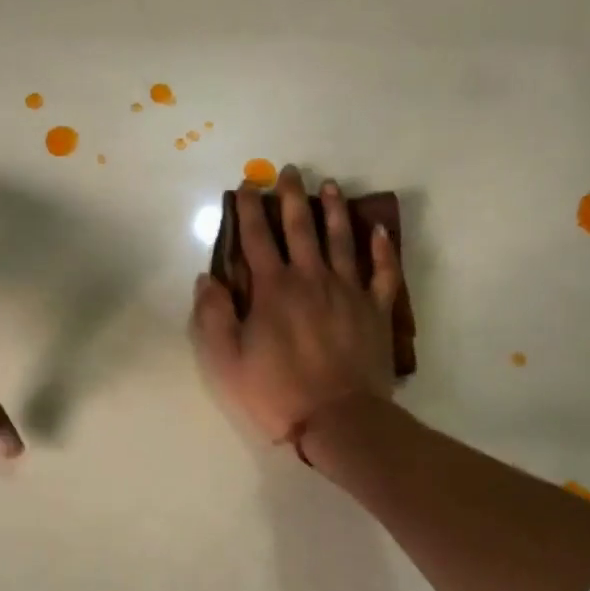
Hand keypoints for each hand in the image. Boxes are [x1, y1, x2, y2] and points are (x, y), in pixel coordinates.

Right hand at [190, 167, 401, 445]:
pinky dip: (381, 249)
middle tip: (288, 172)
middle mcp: (311, 279)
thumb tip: (207, 278)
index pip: (257, 239)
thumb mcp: (227, 361)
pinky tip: (378, 230)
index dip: (250, 210)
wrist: (340, 418)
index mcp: (273, 289)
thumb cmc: (278, 392)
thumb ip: (213, 316)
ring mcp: (348, 291)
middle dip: (291, 197)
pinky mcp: (375, 309)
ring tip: (329, 186)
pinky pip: (382, 272)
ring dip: (333, 210)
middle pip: (300, 228)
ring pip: (341, 240)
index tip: (247, 186)